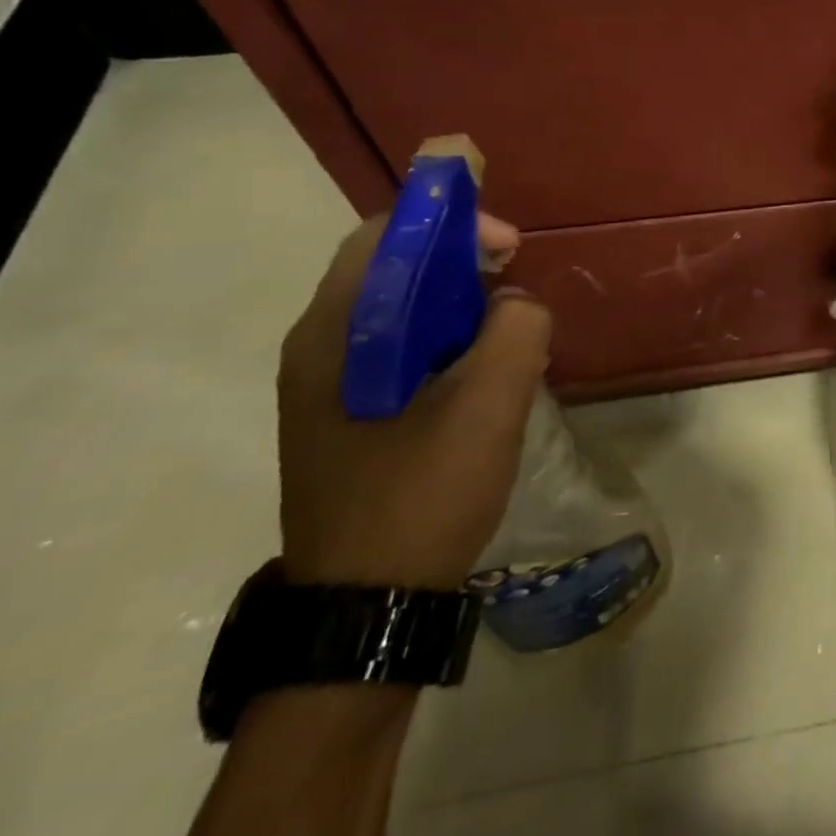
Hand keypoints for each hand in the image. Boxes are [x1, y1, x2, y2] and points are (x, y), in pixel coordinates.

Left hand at [276, 213, 551, 589]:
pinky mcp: (350, 415)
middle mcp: (319, 350)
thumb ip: (515, 332)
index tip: (510, 247)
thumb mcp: (487, 408)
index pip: (385, 238)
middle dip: (461, 263)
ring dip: (459, 304)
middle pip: (391, 269)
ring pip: (401, 311)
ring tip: (509, 330)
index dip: (450, 223)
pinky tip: (484, 372)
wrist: (367, 612)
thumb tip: (515, 302)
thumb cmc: (421, 499)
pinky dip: (448, 340)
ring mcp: (329, 387)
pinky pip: (402, 349)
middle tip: (516, 284)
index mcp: (333, 337)